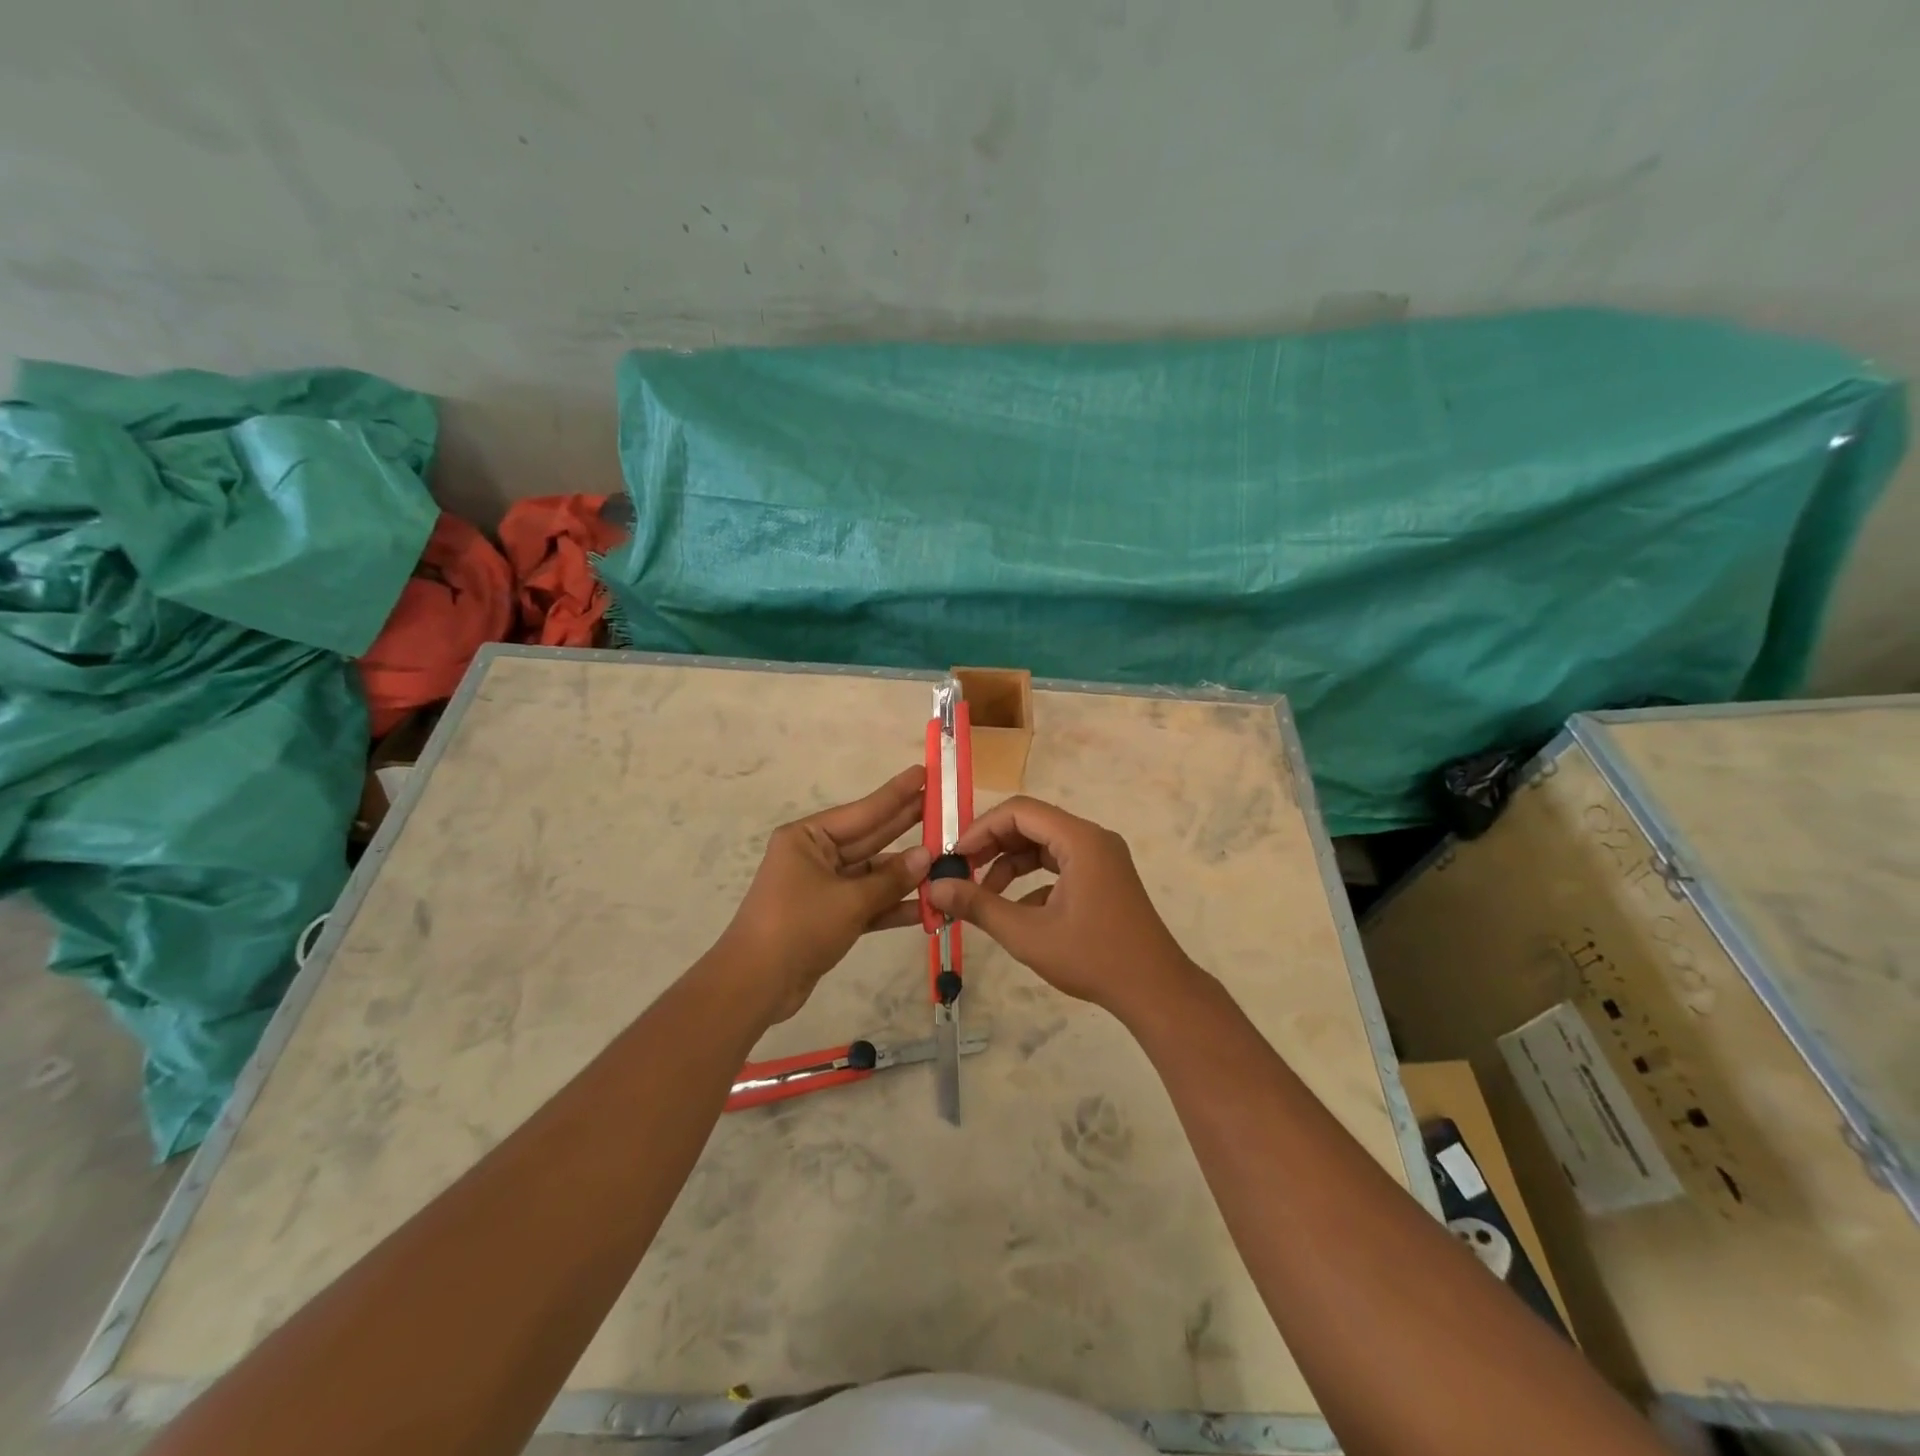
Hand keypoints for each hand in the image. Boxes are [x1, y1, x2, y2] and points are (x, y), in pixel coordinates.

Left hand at [715, 765, 931, 1021]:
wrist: (755, 985)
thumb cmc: (797, 926)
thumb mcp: (849, 900)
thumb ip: (890, 879)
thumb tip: (927, 856)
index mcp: (808, 838)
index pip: (862, 811)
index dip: (896, 794)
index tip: (924, 774)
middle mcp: (815, 856)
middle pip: (870, 838)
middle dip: (906, 825)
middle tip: (943, 806)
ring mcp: (823, 887)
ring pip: (872, 874)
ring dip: (906, 874)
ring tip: (947, 860)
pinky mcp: (830, 917)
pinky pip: (868, 903)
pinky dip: (893, 905)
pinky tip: (928, 906)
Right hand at [924, 795, 1195, 1015]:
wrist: (1155, 991)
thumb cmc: (1092, 958)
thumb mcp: (1027, 933)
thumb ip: (978, 905)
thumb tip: (934, 888)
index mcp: (1080, 840)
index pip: (1020, 811)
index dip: (981, 828)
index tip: (953, 855)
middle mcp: (1092, 839)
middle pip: (1031, 824)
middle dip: (992, 846)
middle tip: (959, 872)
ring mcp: (1101, 858)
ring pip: (1043, 845)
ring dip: (1009, 864)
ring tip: (980, 894)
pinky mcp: (1103, 878)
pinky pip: (1059, 865)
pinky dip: (1032, 880)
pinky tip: (1014, 911)